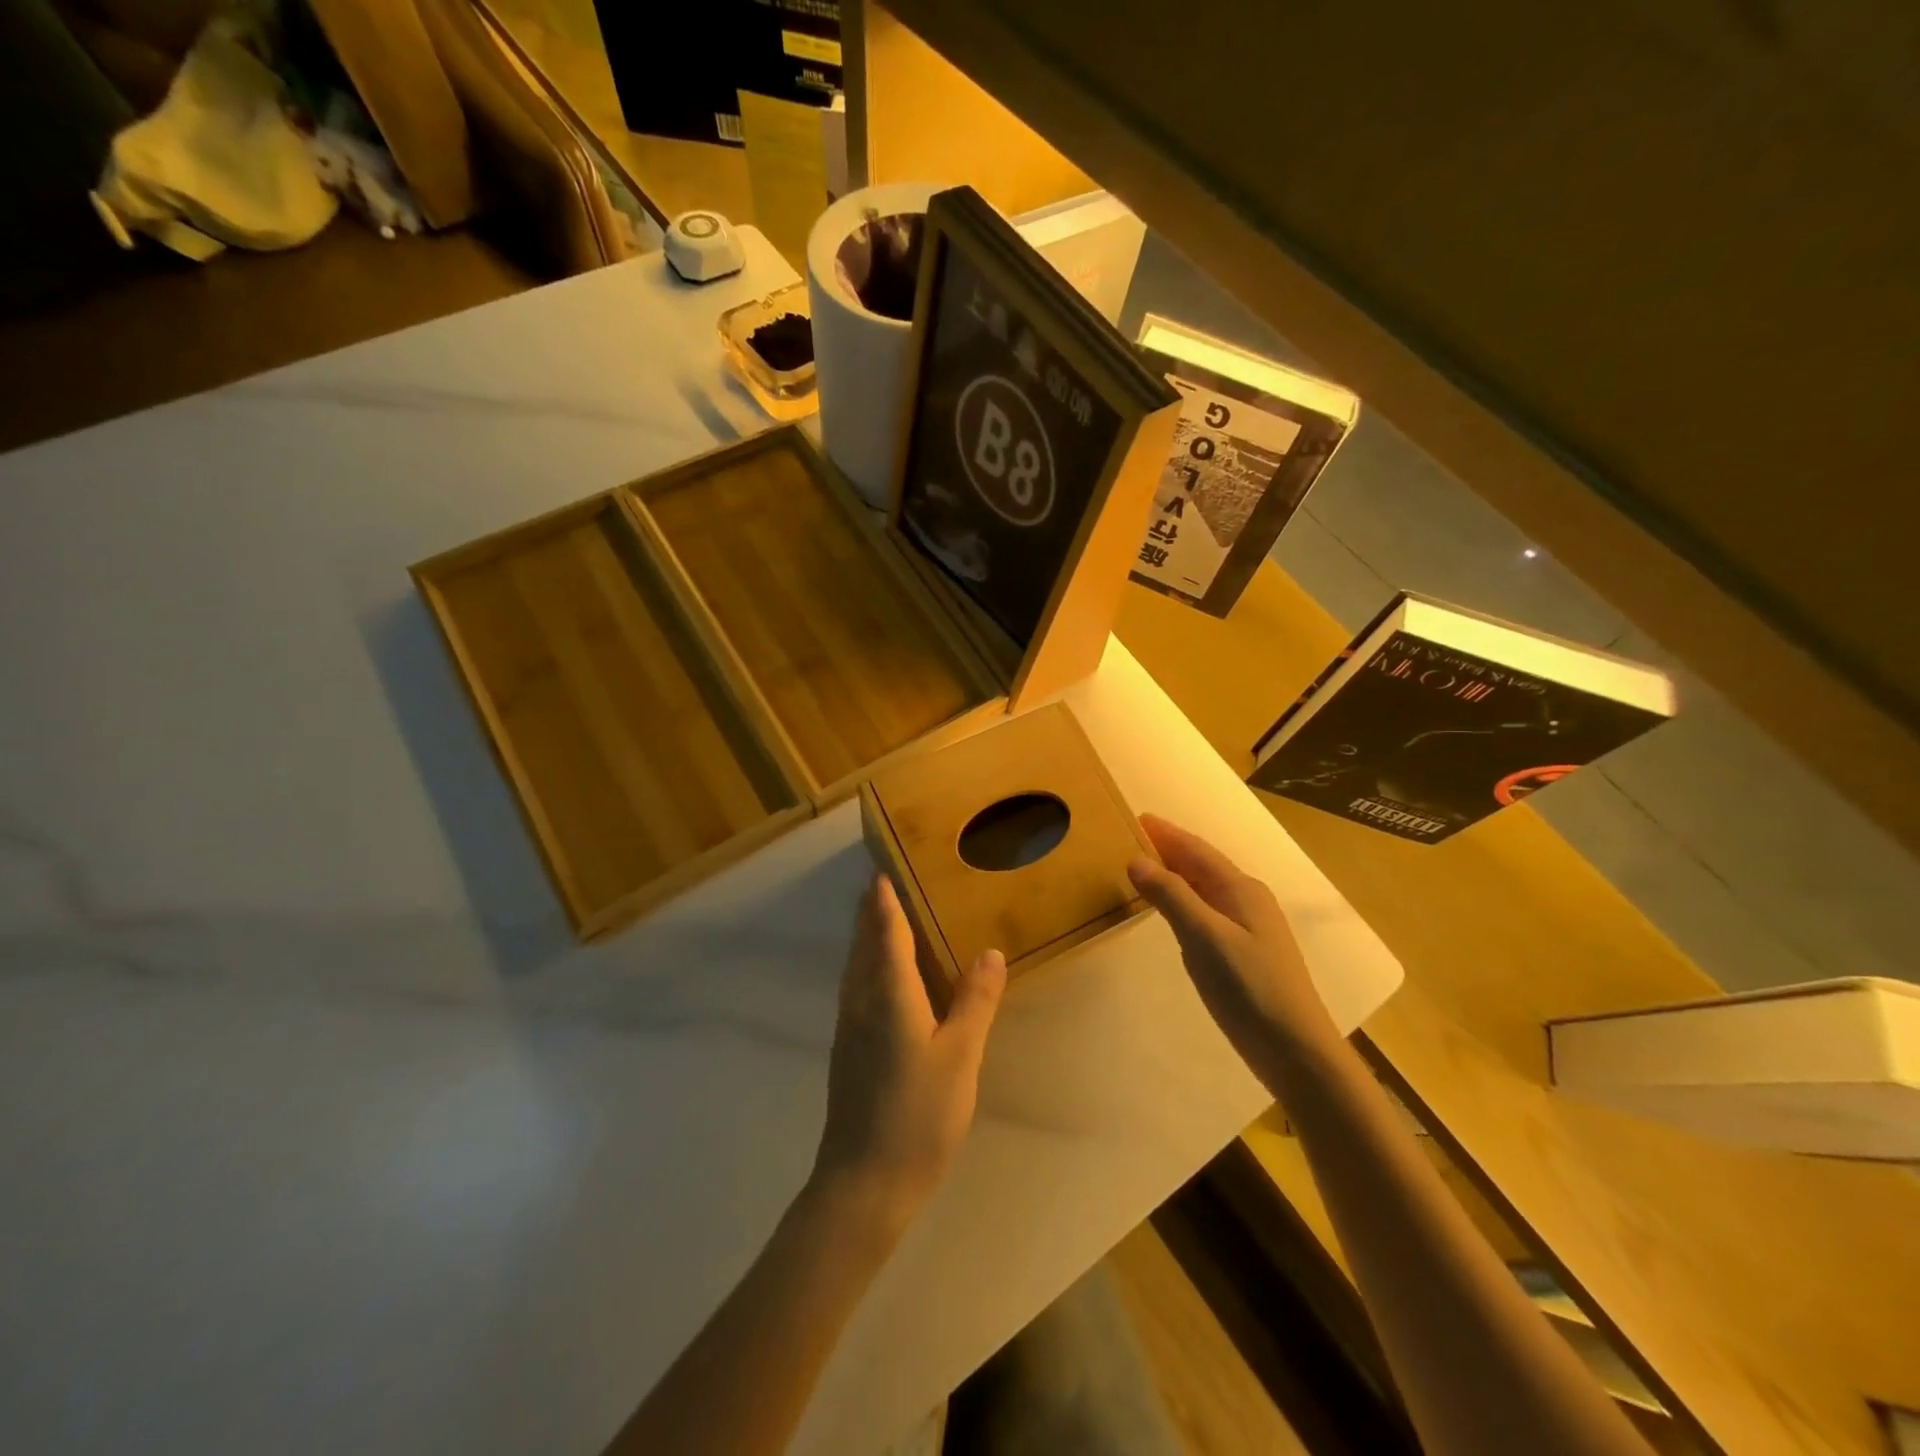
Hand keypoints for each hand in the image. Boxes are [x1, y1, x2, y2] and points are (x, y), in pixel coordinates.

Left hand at [811, 875, 1006, 1226]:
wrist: (863, 1182)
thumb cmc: (918, 1115)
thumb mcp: (960, 1057)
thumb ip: (975, 1002)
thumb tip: (990, 952)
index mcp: (889, 995)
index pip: (886, 934)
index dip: (884, 902)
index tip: (882, 871)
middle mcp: (862, 1002)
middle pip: (863, 945)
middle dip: (869, 913)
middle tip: (879, 883)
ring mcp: (849, 1027)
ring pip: (855, 967)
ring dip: (863, 937)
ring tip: (876, 918)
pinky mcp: (847, 1050)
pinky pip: (854, 988)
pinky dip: (864, 964)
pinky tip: (876, 978)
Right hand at [1127, 814, 1341, 1077]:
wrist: (1296, 1050)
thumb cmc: (1249, 988)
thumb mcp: (1204, 937)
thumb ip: (1170, 896)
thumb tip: (1136, 860)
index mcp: (1241, 890)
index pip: (1197, 850)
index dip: (1167, 834)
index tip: (1138, 818)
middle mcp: (1248, 901)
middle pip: (1203, 866)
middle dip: (1171, 849)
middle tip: (1134, 838)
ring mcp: (1250, 929)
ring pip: (1206, 889)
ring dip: (1177, 875)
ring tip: (1146, 869)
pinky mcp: (1246, 954)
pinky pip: (1208, 911)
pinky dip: (1185, 901)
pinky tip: (1173, 913)